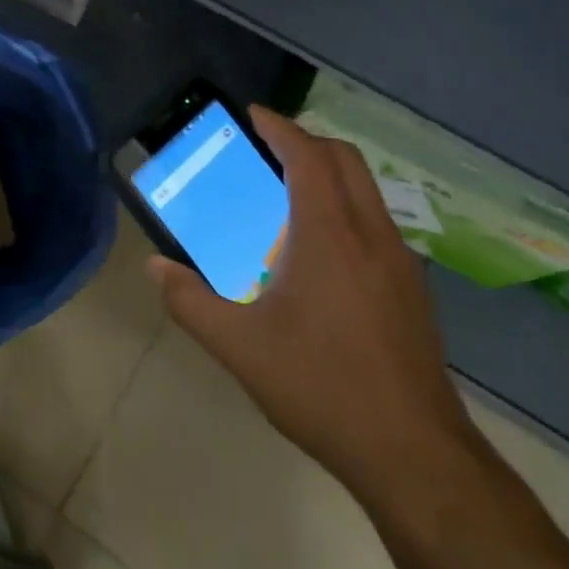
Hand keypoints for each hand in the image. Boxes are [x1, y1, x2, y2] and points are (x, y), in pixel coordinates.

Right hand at [150, 107, 475, 507]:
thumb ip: (190, 302)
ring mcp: (400, 263)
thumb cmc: (321, 388)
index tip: (253, 113)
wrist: (414, 455)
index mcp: (331, 237)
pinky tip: (319, 250)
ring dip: (329, 173)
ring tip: (287, 193)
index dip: (281, 128)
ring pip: (367, 191)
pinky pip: (376, 222)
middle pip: (345, 161)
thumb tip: (154, 267)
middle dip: (307, 141)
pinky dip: (345, 207)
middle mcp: (372, 236)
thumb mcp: (240, 348)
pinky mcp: (412, 290)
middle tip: (267, 148)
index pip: (308, 158)